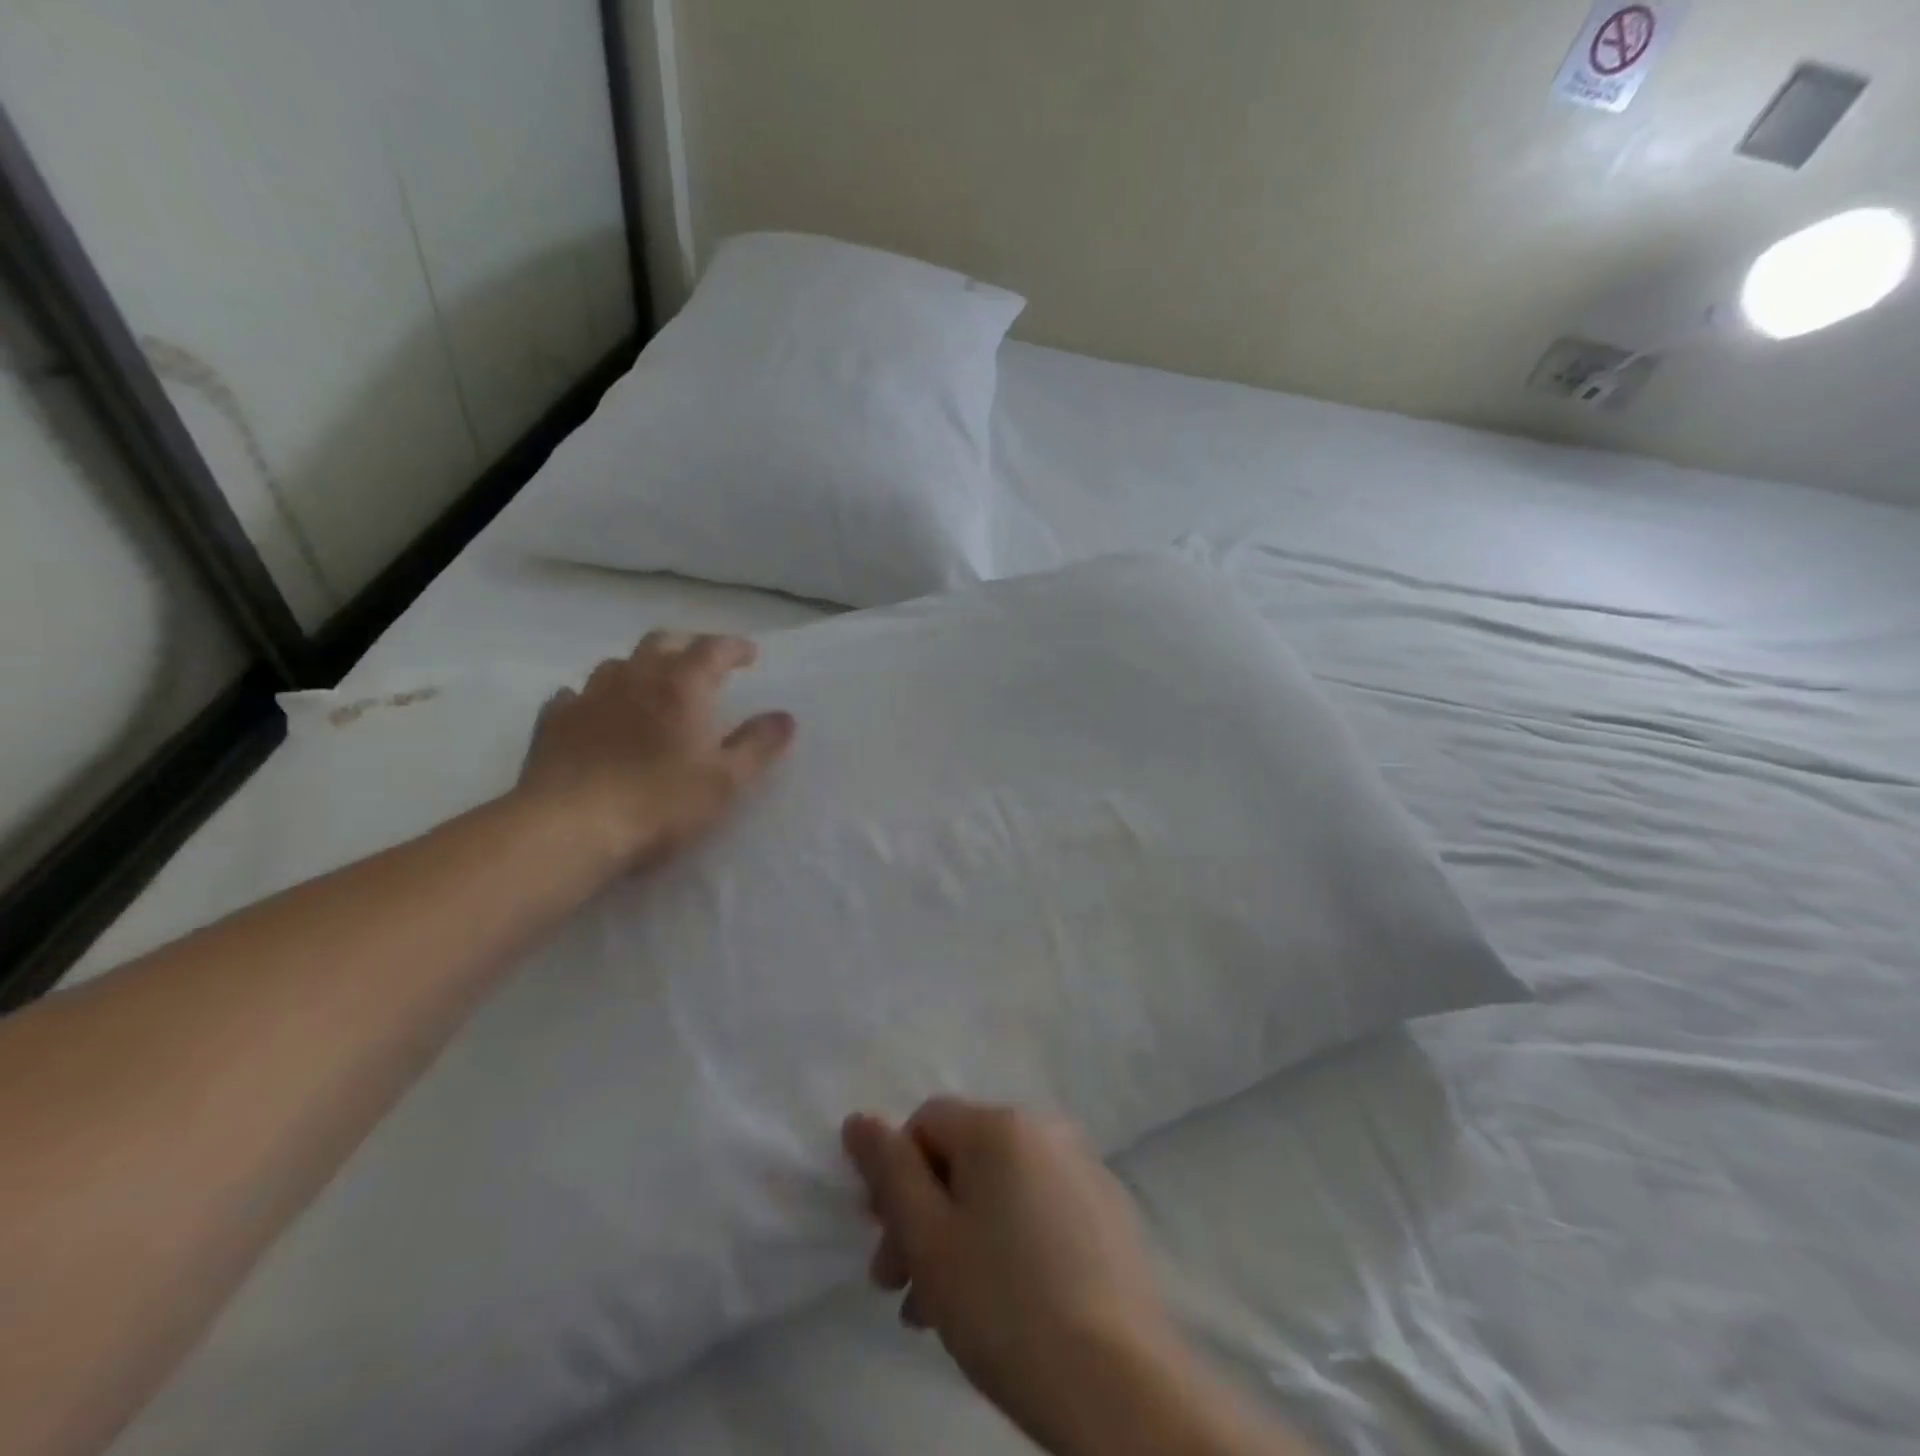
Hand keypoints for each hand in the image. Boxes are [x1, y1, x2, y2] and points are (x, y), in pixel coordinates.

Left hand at [516, 631, 793, 870]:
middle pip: (661, 643)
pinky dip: (594, 697)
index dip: (734, 647)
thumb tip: (784, 717)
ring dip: (640, 668)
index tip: (749, 654)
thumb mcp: (724, 781)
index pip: (712, 649)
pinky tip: (596, 713)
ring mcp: (588, 697)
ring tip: (651, 687)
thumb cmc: (659, 803)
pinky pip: (575, 695)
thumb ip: (757, 745)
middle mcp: (634, 679)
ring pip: (617, 665)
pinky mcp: (553, 723)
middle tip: (702, 663)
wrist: (568, 830)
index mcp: (681, 686)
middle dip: (687, 647)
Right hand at [842, 1100, 1182, 1449]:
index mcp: (1001, 1124)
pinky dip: (1007, 1241)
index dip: (894, 1176)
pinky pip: (1038, 1208)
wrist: (1119, 1384)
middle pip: (962, 1157)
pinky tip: (998, 1303)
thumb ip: (889, 1172)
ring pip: (998, 1189)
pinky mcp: (1107, 1212)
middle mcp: (1045, 1130)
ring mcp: (1083, 1169)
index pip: (925, 1123)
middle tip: (899, 1287)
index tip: (885, 1243)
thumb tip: (859, 1120)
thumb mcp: (928, 1238)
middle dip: (922, 1215)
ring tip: (939, 1312)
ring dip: (959, 1237)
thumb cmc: (1005, 1304)